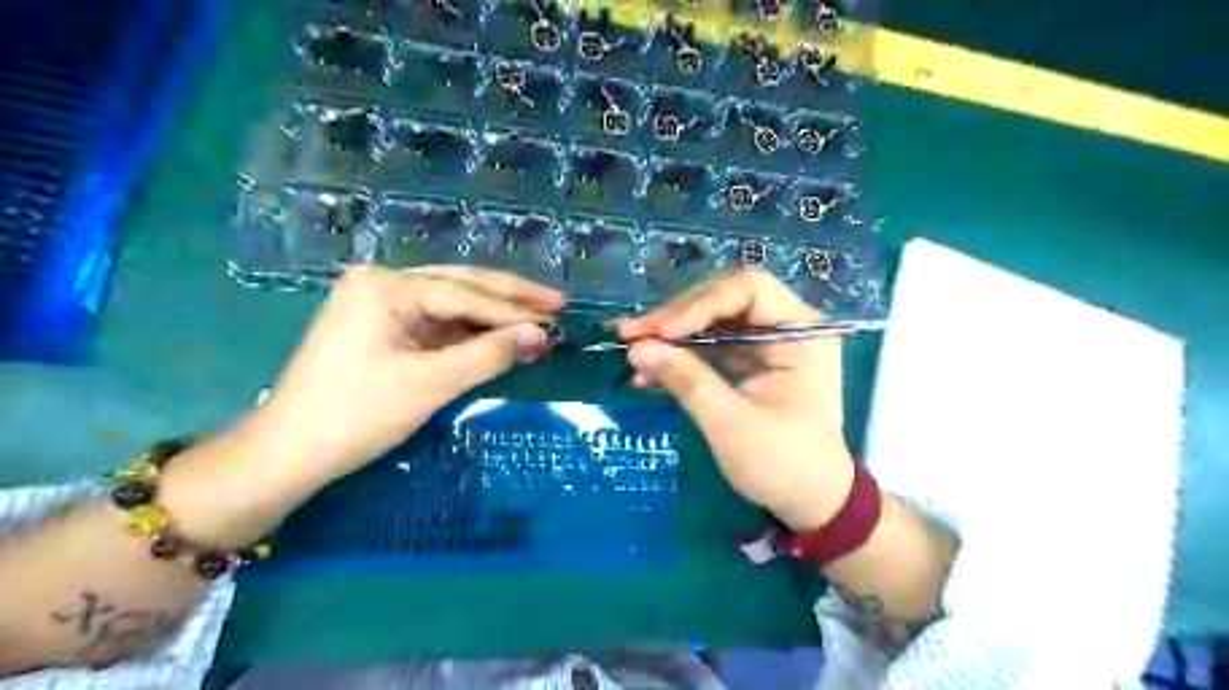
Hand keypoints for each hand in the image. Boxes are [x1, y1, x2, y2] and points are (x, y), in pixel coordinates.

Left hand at [256, 264, 569, 484]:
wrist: (289, 454)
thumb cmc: (356, 415)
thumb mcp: (429, 384)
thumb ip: (488, 354)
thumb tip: (540, 336)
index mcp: (385, 286)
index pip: (464, 294)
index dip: (513, 309)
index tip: (556, 317)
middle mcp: (383, 284)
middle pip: (460, 286)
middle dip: (510, 298)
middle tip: (556, 303)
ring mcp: (381, 305)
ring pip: (452, 304)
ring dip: (493, 316)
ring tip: (538, 319)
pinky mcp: (384, 329)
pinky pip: (438, 324)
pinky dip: (471, 333)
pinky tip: (501, 335)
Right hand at [619, 268, 850, 527]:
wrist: (810, 502)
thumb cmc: (783, 464)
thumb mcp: (731, 424)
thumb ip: (687, 380)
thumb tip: (637, 348)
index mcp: (801, 332)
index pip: (748, 289)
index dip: (699, 304)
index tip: (660, 331)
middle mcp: (786, 327)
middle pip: (724, 301)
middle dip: (676, 318)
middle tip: (631, 335)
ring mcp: (767, 345)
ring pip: (711, 322)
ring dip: (671, 337)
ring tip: (632, 353)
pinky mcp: (750, 362)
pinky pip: (710, 347)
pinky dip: (680, 357)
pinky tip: (648, 374)